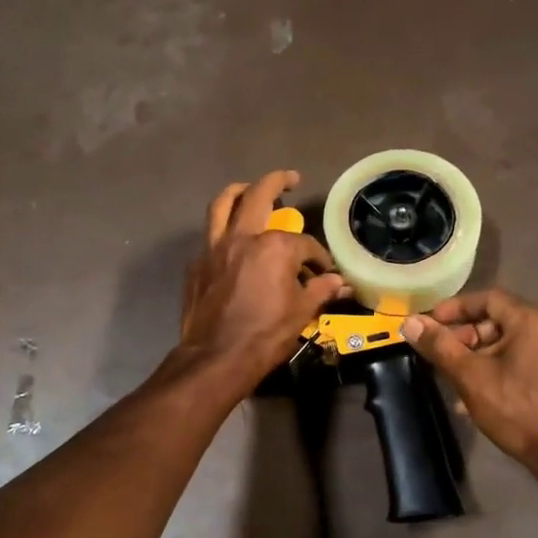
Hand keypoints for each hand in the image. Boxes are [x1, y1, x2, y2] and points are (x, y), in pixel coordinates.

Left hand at [179, 171, 345, 390]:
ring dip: (238, 191)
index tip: (324, 272)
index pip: (304, 243)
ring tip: (247, 188)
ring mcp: (214, 248)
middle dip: (277, 182)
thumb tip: (341, 282)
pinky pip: (210, 237)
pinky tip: (230, 242)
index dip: (318, 257)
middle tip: (289, 179)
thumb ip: (321, 290)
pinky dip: (222, 231)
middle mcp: (243, 237)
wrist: (217, 358)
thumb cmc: (265, 335)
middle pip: (258, 196)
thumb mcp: (302, 312)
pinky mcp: (197, 265)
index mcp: (275, 247)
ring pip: (222, 205)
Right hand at [400, 289, 537, 485]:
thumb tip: (410, 322)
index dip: (455, 308)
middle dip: (461, 336)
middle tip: (437, 355)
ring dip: (471, 358)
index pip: (487, 298)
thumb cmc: (517, 409)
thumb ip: (440, 347)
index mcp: (529, 321)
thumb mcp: (471, 376)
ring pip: (500, 346)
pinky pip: (511, 364)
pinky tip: (467, 398)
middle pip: (493, 321)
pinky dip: (488, 372)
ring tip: (447, 378)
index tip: (429, 324)